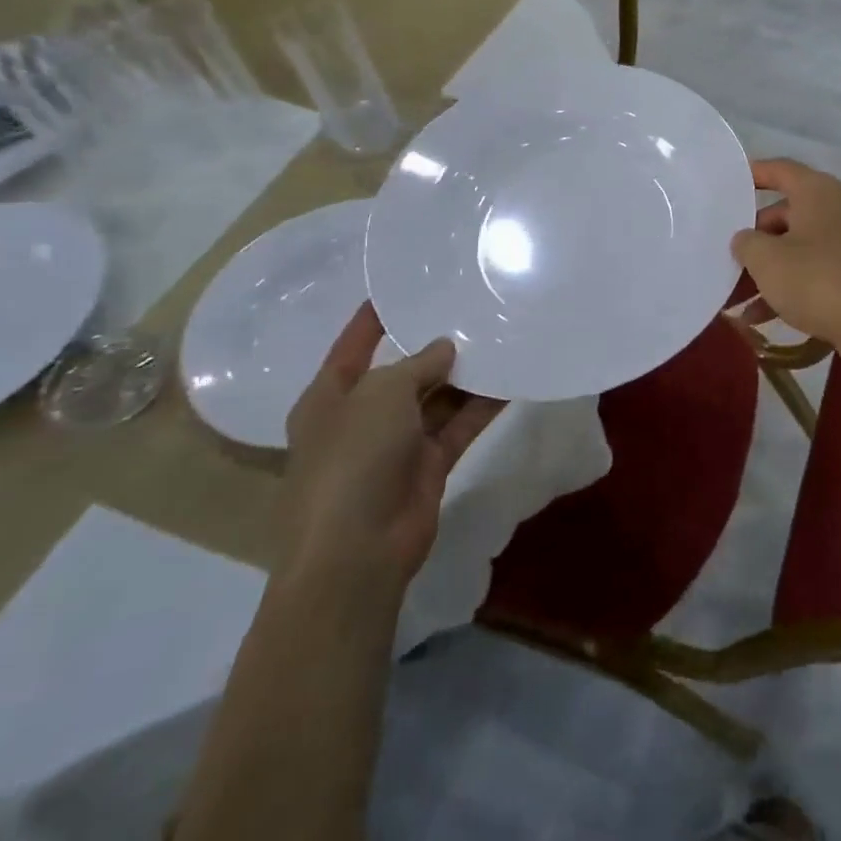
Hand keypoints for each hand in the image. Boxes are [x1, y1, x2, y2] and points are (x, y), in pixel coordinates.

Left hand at [281, 303, 502, 589]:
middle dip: (434, 347)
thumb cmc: (351, 460)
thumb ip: (416, 365)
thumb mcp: (380, 396)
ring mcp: (397, 444)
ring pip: (437, 398)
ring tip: (501, 338)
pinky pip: (459, 425)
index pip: (353, 345)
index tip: (405, 287)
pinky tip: (511, 381)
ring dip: (465, 375)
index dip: (375, 318)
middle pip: (402, 372)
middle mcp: (362, 417)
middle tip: (473, 311)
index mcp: (329, 398)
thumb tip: (444, 349)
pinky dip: (483, 406)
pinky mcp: (429, 466)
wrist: (356, 553)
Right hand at [730, 158, 840, 365]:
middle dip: (756, 235)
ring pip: (799, 247)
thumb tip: (746, 239)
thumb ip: (746, 243)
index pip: (781, 170)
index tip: (729, 182)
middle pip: (787, 213)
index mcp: (818, 193)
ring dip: (769, 268)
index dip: (754, 173)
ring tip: (737, 295)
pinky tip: (761, 317)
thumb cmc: (818, 281)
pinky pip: (815, 272)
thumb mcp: (767, 260)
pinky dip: (790, 287)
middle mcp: (838, 210)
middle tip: (729, 254)